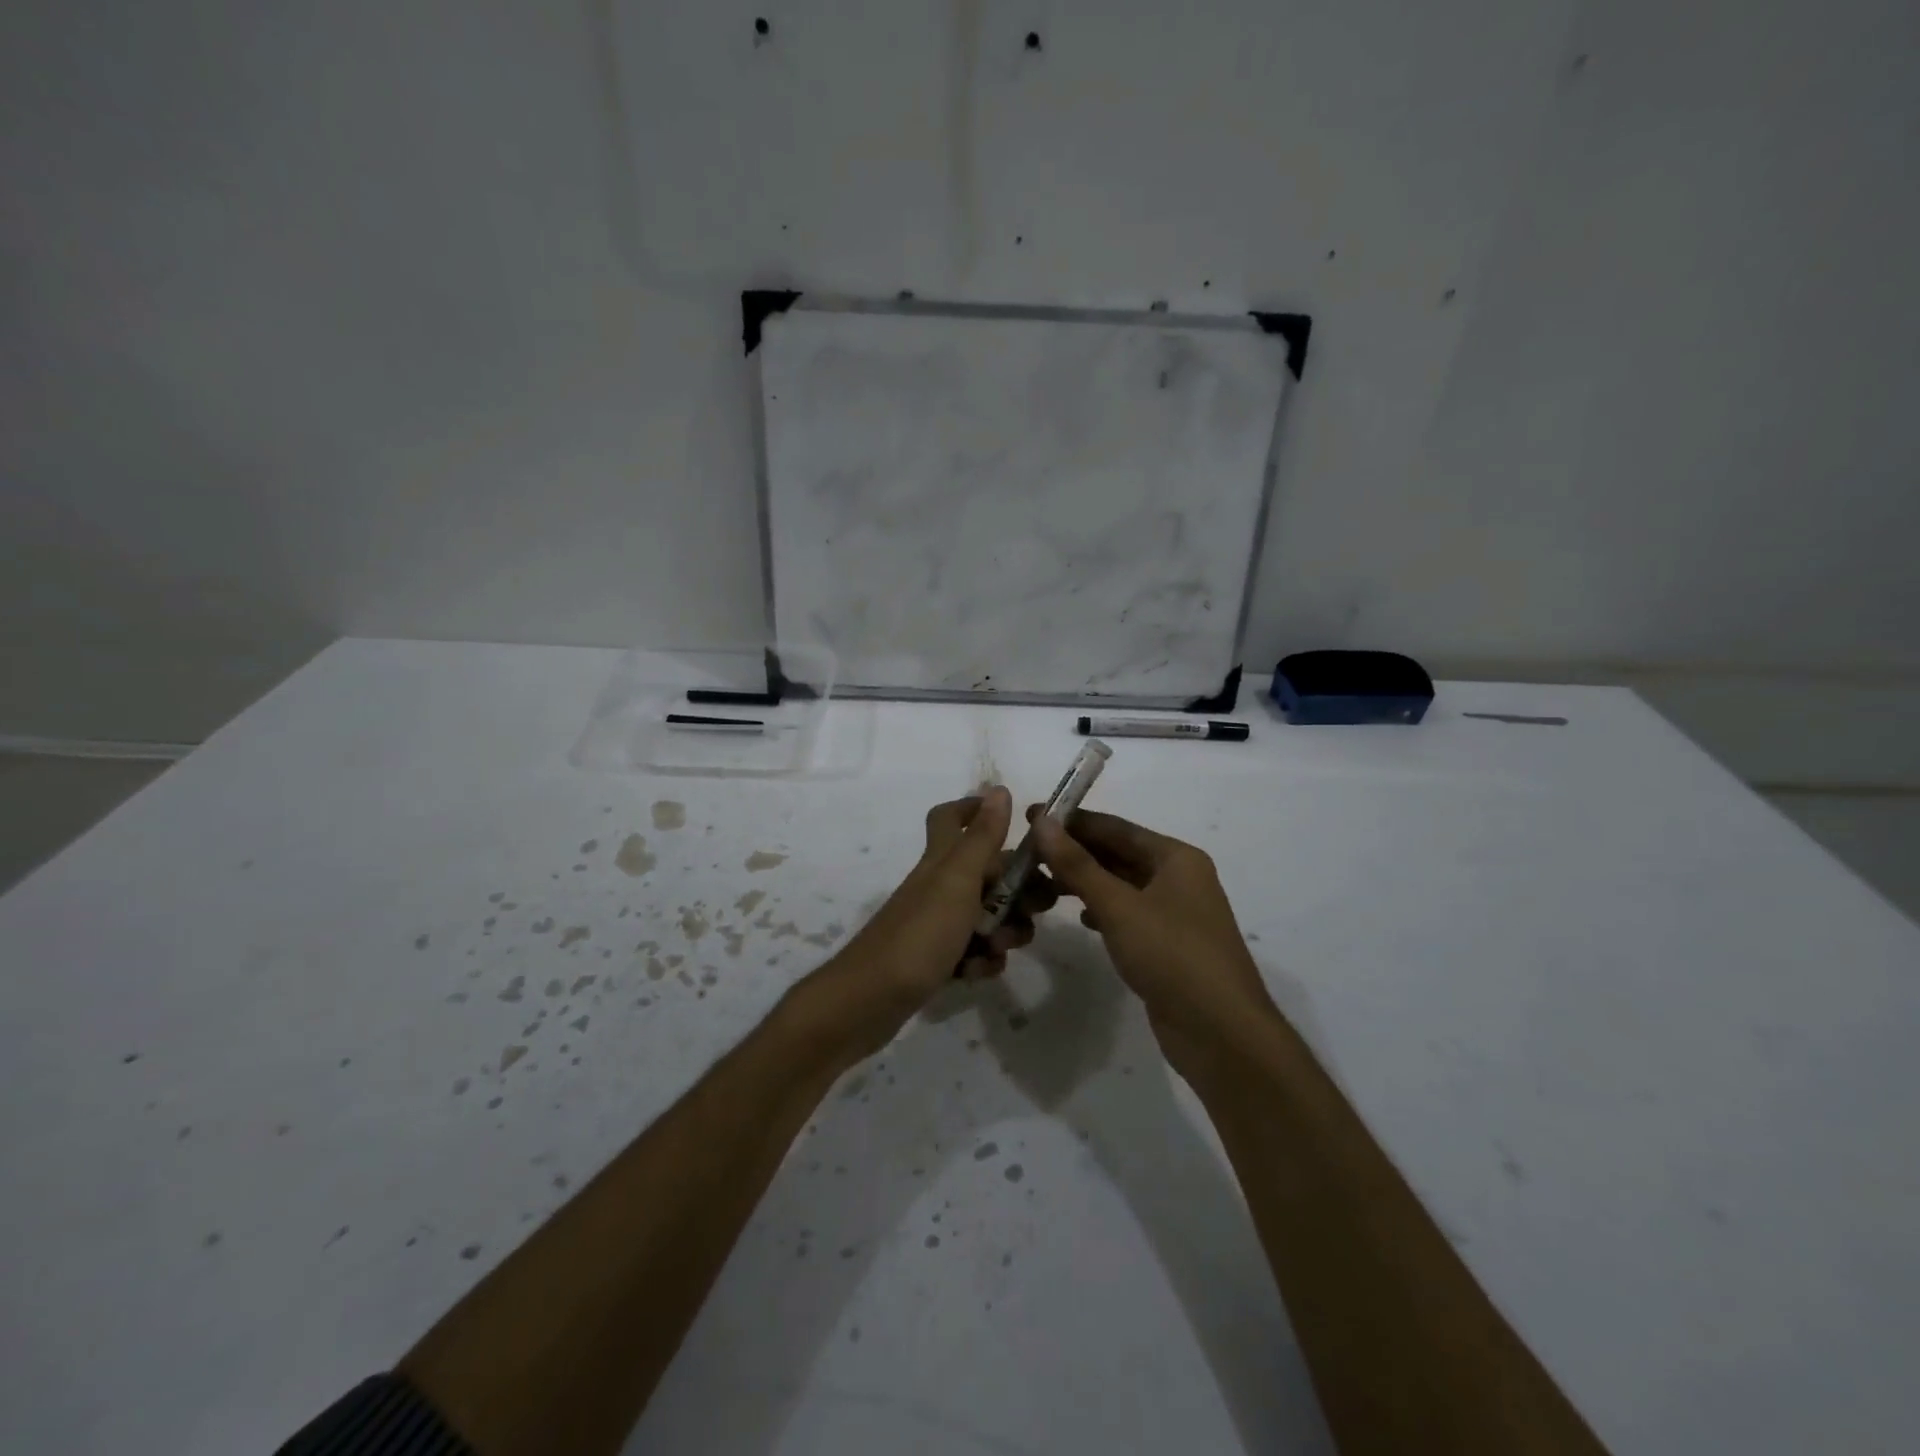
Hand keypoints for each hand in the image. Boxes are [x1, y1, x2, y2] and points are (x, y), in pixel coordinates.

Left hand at [805, 788, 1053, 1057]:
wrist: (869, 1001)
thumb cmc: (918, 935)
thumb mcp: (957, 881)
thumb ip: (981, 837)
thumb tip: (998, 788)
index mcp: (941, 861)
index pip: (952, 818)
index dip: (978, 811)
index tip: (1016, 826)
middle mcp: (938, 886)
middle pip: (986, 873)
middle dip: (1017, 891)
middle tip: (1037, 909)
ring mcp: (935, 924)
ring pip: (985, 916)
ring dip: (1004, 930)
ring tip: (1000, 947)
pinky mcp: (935, 958)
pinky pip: (972, 951)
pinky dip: (981, 960)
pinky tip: (976, 973)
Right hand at [1031, 808, 1279, 1073]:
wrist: (1222, 1033)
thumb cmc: (1172, 956)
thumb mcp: (1119, 906)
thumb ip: (1077, 864)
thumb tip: (1042, 821)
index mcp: (1176, 858)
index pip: (1116, 827)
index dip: (1072, 822)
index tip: (1032, 817)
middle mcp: (1179, 878)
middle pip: (1119, 854)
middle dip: (1076, 852)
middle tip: (1029, 852)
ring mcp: (1176, 913)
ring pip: (1122, 885)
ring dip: (1086, 881)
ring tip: (1042, 882)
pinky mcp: (1169, 945)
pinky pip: (1129, 914)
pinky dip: (1103, 910)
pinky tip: (1079, 916)